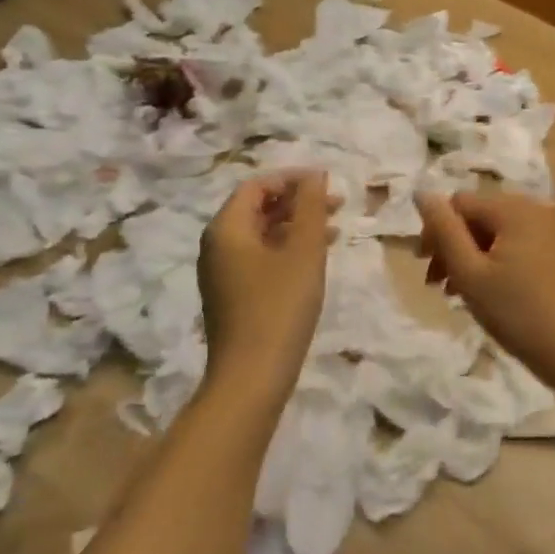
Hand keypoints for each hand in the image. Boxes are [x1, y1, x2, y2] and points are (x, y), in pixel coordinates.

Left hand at [200, 169, 331, 387]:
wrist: (252, 377)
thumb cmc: (280, 307)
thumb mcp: (303, 252)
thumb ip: (311, 208)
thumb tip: (315, 176)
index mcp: (226, 228)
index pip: (257, 185)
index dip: (293, 178)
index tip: (327, 182)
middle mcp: (216, 245)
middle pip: (257, 208)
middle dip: (298, 202)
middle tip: (337, 204)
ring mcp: (222, 273)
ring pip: (261, 234)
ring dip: (296, 226)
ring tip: (334, 229)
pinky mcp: (232, 296)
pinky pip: (259, 258)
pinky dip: (287, 249)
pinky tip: (315, 260)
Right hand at [417, 189, 554, 389]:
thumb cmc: (517, 312)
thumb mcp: (470, 273)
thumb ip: (444, 230)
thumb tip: (421, 193)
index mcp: (513, 209)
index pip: (458, 203)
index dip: (435, 231)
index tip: (425, 268)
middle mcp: (533, 209)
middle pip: (476, 216)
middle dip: (452, 246)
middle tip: (436, 283)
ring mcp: (548, 230)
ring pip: (493, 233)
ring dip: (469, 257)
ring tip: (455, 293)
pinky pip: (512, 245)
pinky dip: (492, 262)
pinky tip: (483, 292)